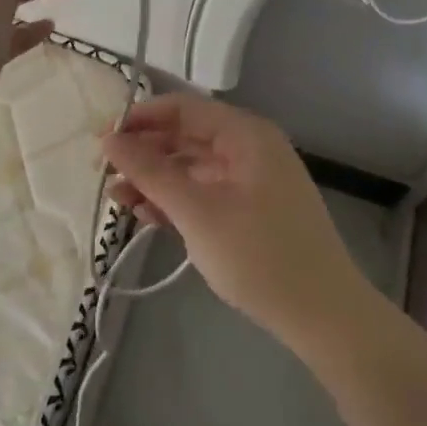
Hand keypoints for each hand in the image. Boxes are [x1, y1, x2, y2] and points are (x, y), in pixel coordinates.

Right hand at [102, 94, 373, 353]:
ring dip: (154, 181)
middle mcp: (249, 148)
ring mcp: (251, 180)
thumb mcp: (196, 211)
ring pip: (191, 167)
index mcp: (245, 134)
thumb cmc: (259, 255)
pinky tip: (146, 216)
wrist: (325, 317)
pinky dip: (176, 201)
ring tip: (117, 201)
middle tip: (103, 176)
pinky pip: (205, 192)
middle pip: (185, 137)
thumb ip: (150, 171)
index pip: (181, 108)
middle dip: (143, 154)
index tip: (102, 142)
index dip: (139, 120)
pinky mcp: (251, 210)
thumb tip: (109, 140)